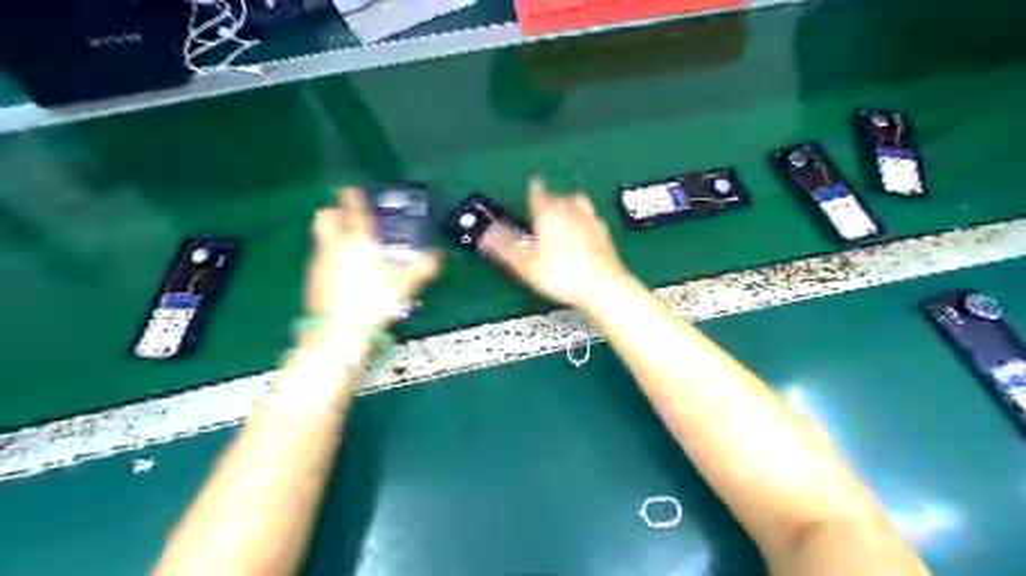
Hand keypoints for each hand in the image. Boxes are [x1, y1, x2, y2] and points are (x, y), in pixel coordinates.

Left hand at [307, 190, 444, 331]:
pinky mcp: (312, 277)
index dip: (353, 195)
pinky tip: (342, 270)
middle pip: (325, 215)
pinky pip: (320, 256)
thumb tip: (437, 257)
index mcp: (359, 239)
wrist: (336, 330)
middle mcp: (335, 244)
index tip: (353, 190)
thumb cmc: (372, 302)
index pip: (353, 207)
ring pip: (321, 235)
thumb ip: (422, 268)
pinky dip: (330, 255)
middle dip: (334, 211)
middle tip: (346, 215)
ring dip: (333, 233)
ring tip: (350, 244)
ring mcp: (320, 260)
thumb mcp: (404, 286)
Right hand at [482, 179, 634, 312]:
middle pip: (558, 195)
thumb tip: (486, 234)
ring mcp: (591, 221)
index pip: (537, 192)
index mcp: (549, 213)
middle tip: (542, 206)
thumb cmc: (563, 275)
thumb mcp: (525, 264)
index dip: (531, 189)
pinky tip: (582, 232)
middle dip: (549, 198)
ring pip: (578, 203)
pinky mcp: (604, 234)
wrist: (602, 286)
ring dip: (569, 205)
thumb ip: (504, 246)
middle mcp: (572, 211)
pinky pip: (591, 219)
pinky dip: (584, 221)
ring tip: (562, 213)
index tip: (531, 185)